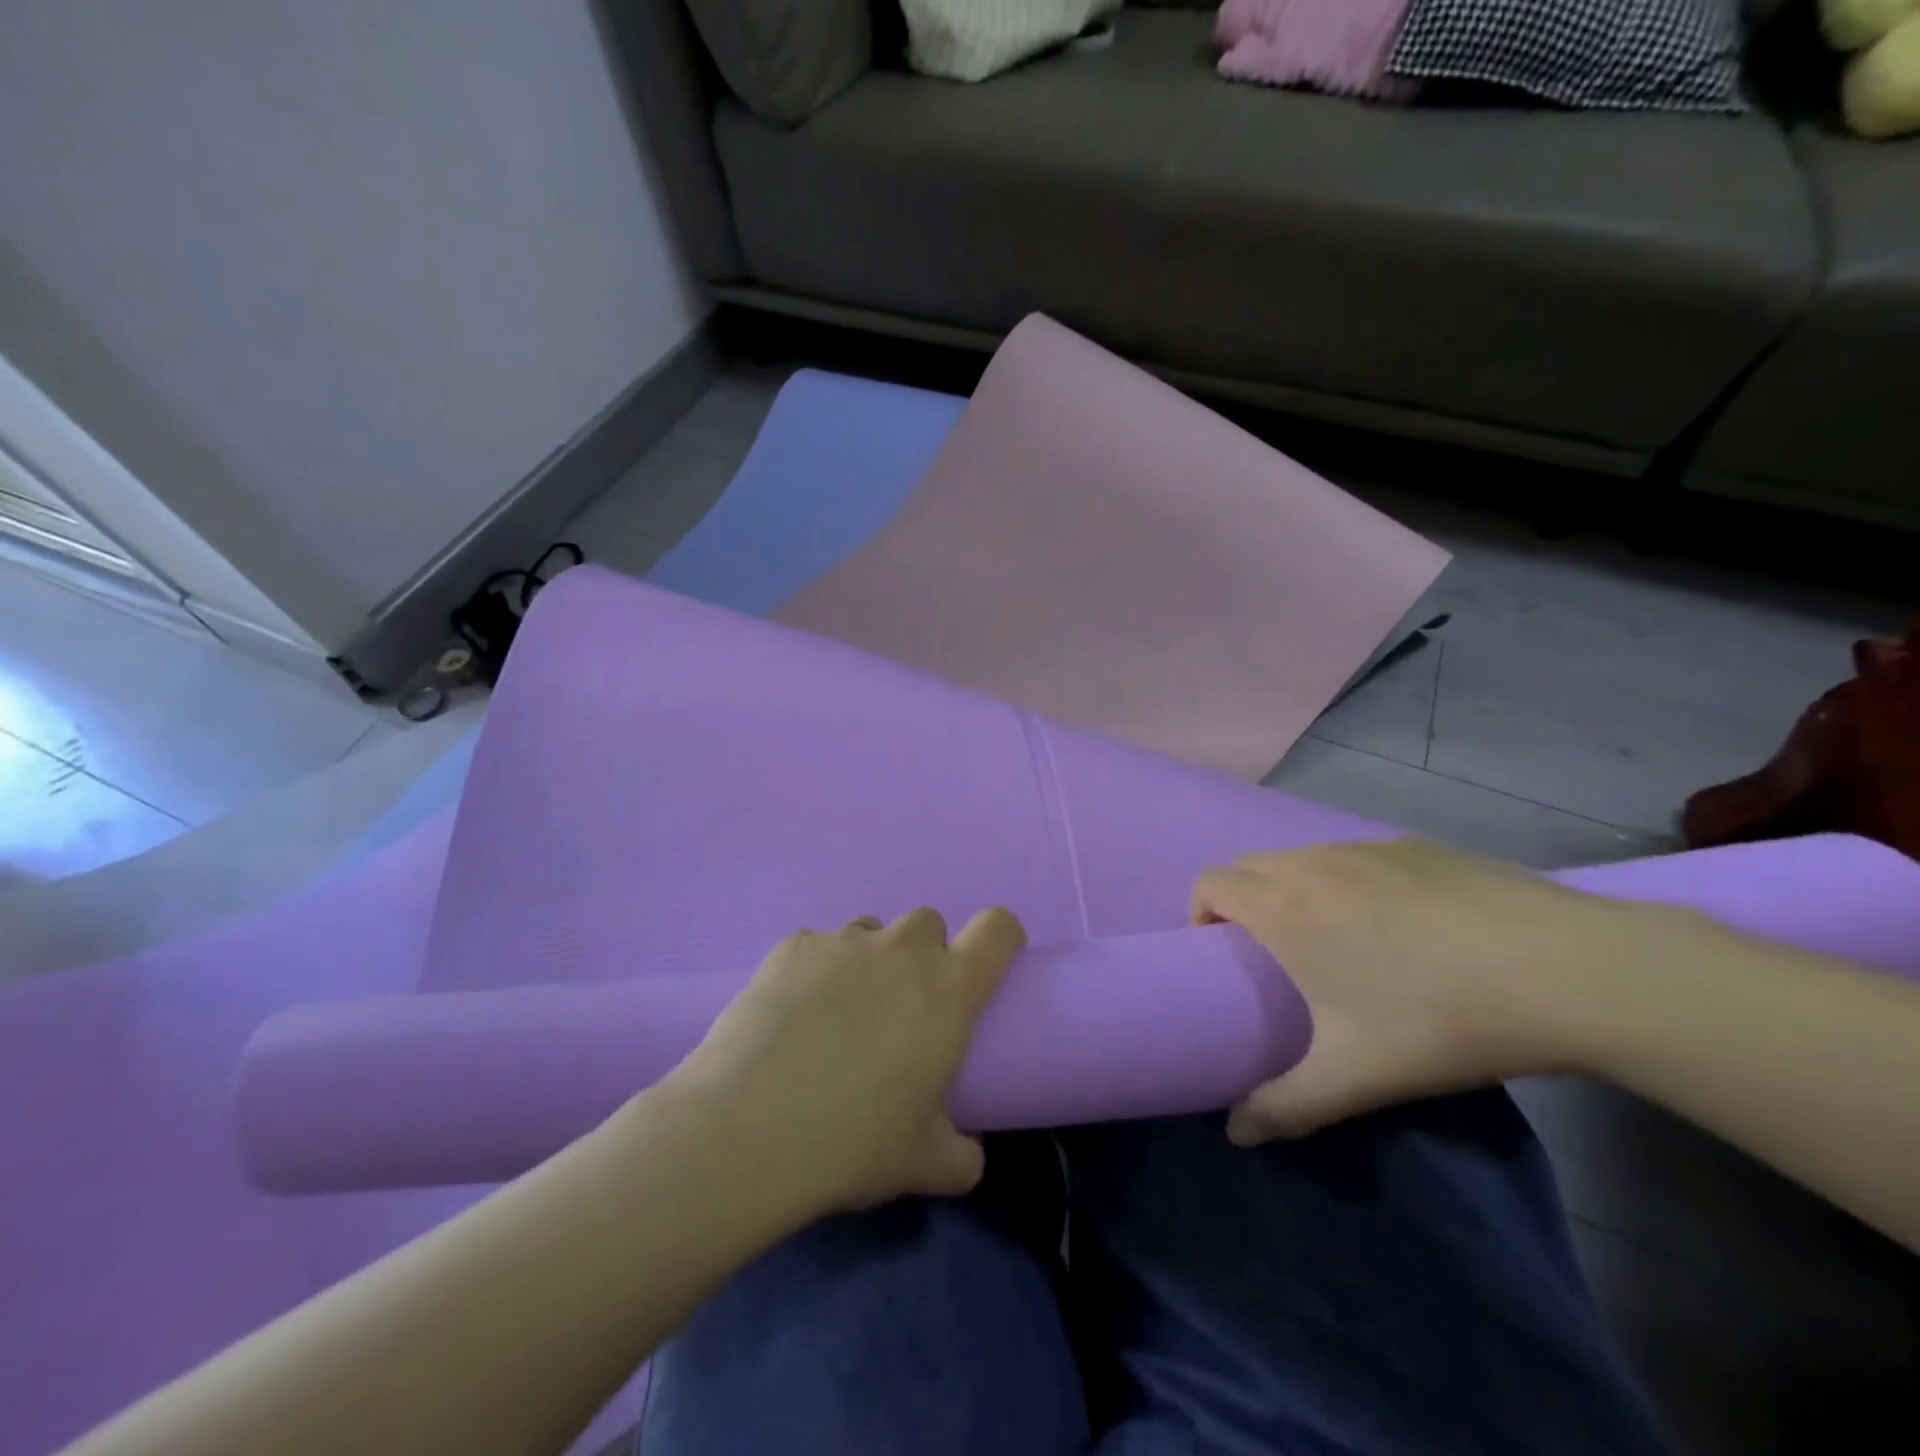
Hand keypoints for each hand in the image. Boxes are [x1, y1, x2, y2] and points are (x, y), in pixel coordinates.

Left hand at [661, 906, 1025, 1216]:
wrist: (748, 1129)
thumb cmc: (854, 1142)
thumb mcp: (926, 1164)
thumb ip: (963, 1154)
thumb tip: (967, 1151)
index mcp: (949, 987)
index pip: (998, 928)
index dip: (1000, 937)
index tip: (986, 967)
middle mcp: (901, 949)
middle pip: (929, 922)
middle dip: (924, 954)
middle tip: (902, 1008)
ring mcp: (843, 941)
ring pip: (871, 931)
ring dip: (869, 961)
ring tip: (839, 1014)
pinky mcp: (792, 946)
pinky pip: (817, 946)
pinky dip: (814, 971)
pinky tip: (791, 1016)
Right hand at [1192, 840, 1684, 1143]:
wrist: (1565, 969)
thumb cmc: (1437, 1018)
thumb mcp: (1355, 1076)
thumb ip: (1284, 1106)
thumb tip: (1236, 1134)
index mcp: (1283, 906)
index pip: (1210, 882)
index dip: (1202, 912)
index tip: (1225, 954)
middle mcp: (1312, 864)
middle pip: (1249, 865)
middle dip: (1244, 900)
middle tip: (1275, 955)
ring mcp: (1367, 848)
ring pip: (1303, 858)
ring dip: (1296, 889)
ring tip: (1339, 941)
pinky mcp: (1417, 846)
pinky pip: (1356, 856)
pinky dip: (1350, 881)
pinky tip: (1405, 926)